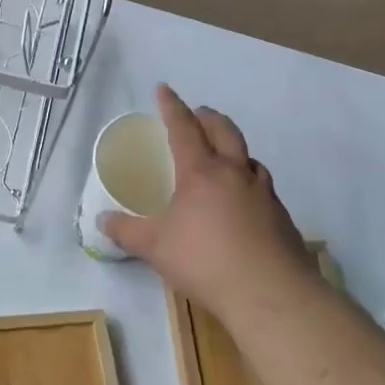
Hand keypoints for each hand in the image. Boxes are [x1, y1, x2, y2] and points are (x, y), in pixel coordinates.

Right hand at [100, 85, 316, 326]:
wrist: (271, 295)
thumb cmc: (205, 260)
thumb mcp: (154, 247)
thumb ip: (127, 231)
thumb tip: (102, 221)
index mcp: (201, 172)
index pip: (183, 128)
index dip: (172, 107)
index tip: (164, 89)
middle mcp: (235, 173)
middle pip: (224, 132)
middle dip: (209, 118)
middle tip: (198, 114)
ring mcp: (264, 194)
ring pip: (249, 158)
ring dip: (234, 149)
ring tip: (224, 157)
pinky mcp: (282, 218)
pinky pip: (262, 187)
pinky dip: (248, 181)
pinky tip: (243, 202)